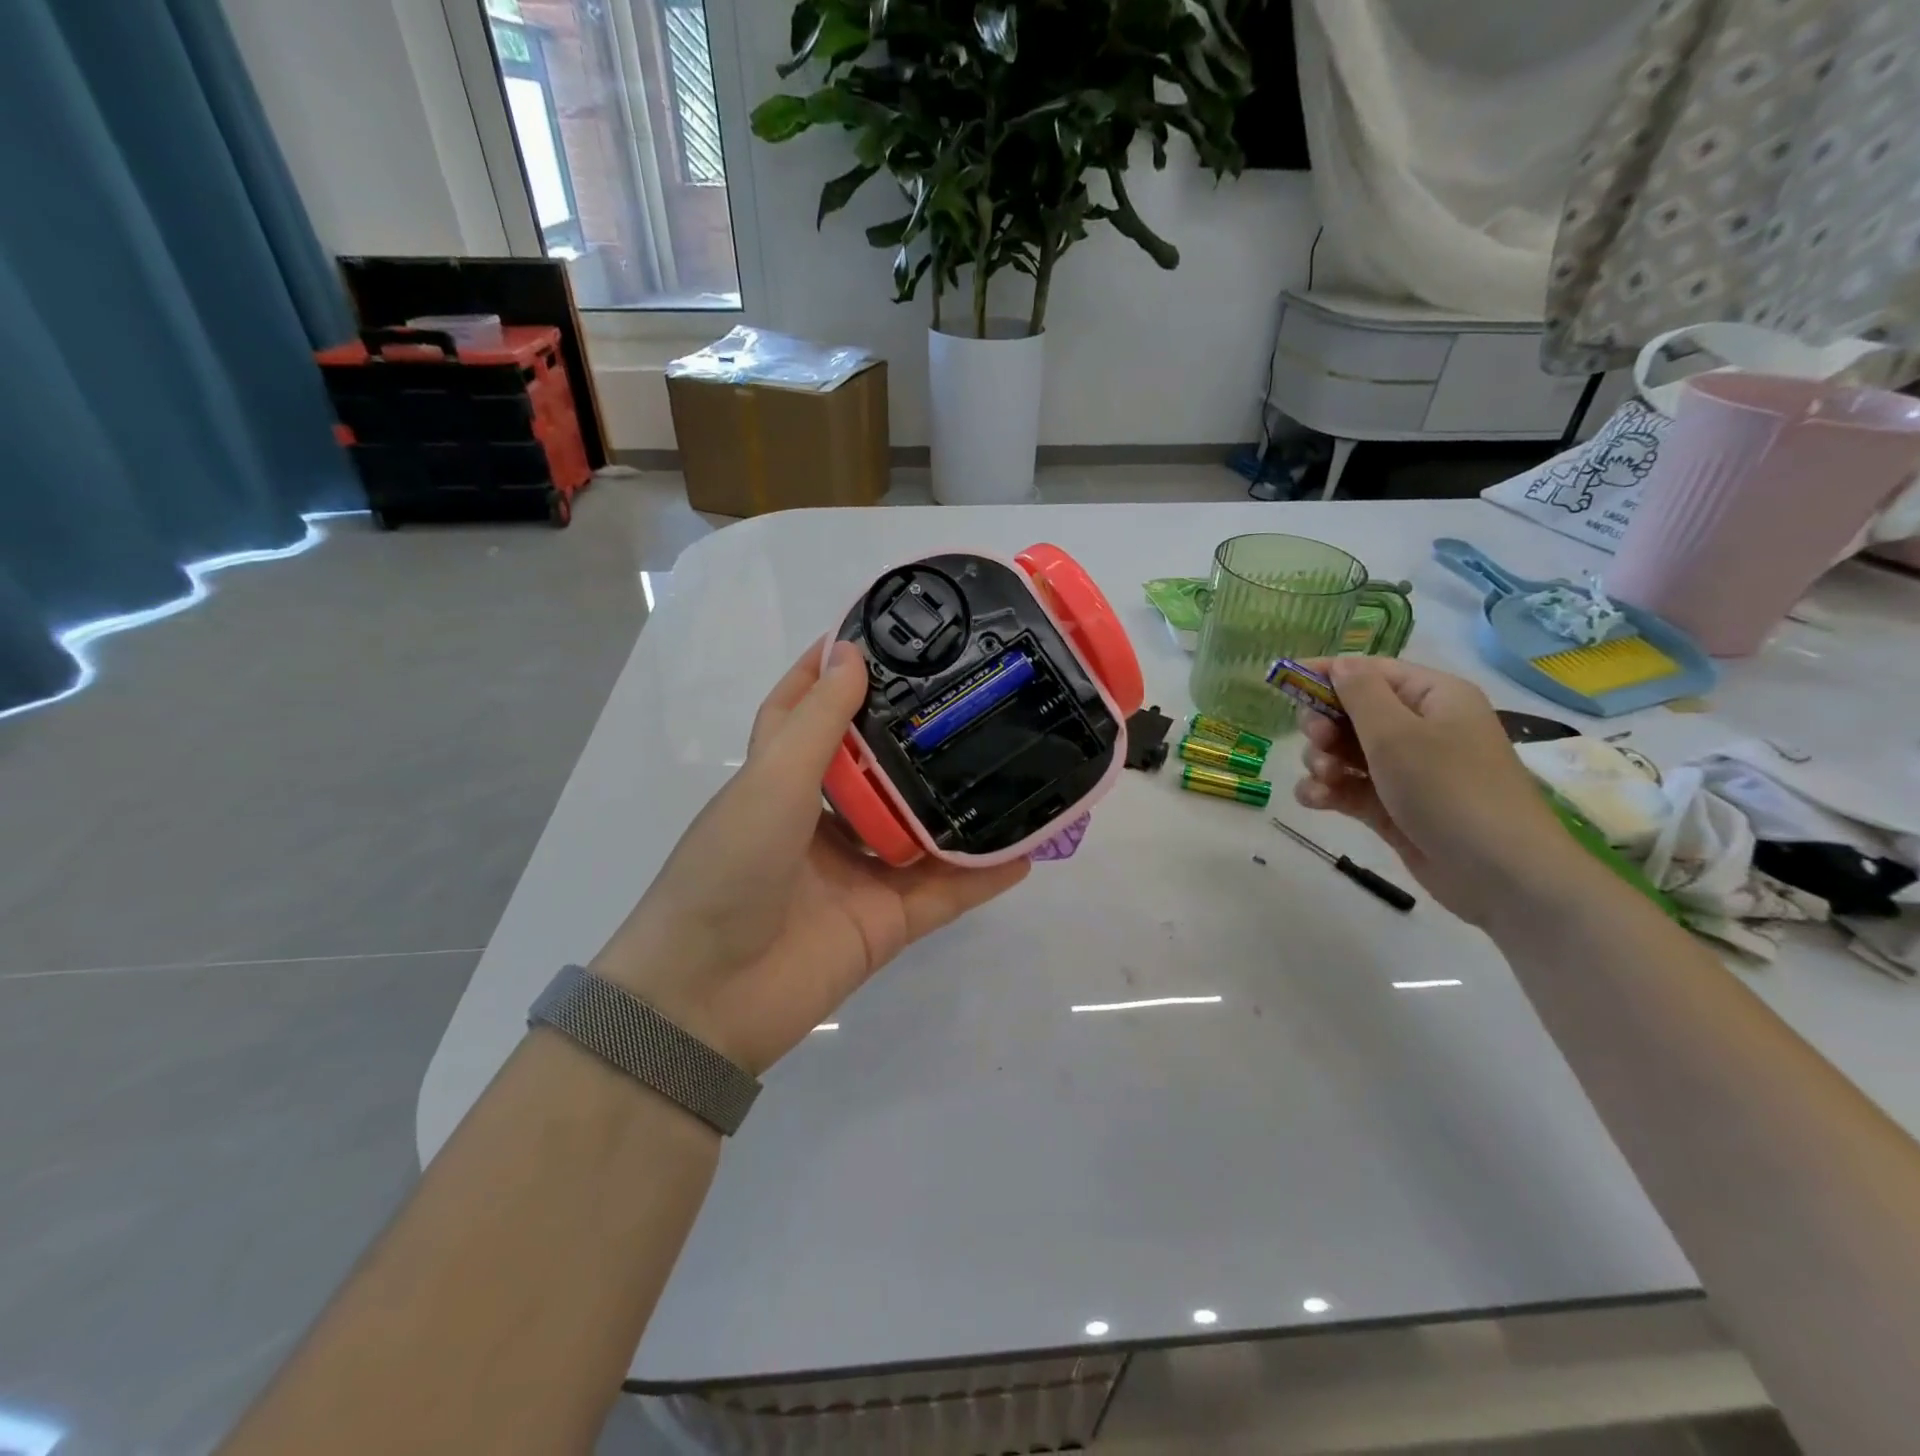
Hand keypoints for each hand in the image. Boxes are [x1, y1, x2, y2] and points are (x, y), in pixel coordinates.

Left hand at [590, 641, 1029, 1074]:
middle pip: (878, 768)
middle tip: (974, 691)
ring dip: (962, 804)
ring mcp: (856, 873)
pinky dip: (983, 875)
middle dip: (918, 734)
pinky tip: (1028, 849)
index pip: (804, 712)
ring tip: (1016, 761)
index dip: (830, 672)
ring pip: (921, 829)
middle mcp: (820, 822)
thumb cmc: (729, 870)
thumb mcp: (770, 782)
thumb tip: (851, 655)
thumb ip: (818, 723)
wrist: (708, 999)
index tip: (876, 635)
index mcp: (779, 782)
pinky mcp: (885, 921)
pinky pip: (945, 892)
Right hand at [1291, 657, 1585, 926]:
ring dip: (1321, 761)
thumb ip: (1360, 694)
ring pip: (1344, 752)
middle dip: (1324, 726)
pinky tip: (1315, 801)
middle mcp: (1420, 728)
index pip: (1370, 671)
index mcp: (1432, 698)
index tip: (1283, 681)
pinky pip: (1348, 787)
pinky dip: (1327, 790)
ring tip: (1322, 780)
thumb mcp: (1398, 734)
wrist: (1500, 874)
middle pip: (1351, 712)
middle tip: (1317, 742)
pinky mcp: (1392, 806)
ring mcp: (1406, 770)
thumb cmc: (1449, 790)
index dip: (1326, 674)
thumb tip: (1340, 663)